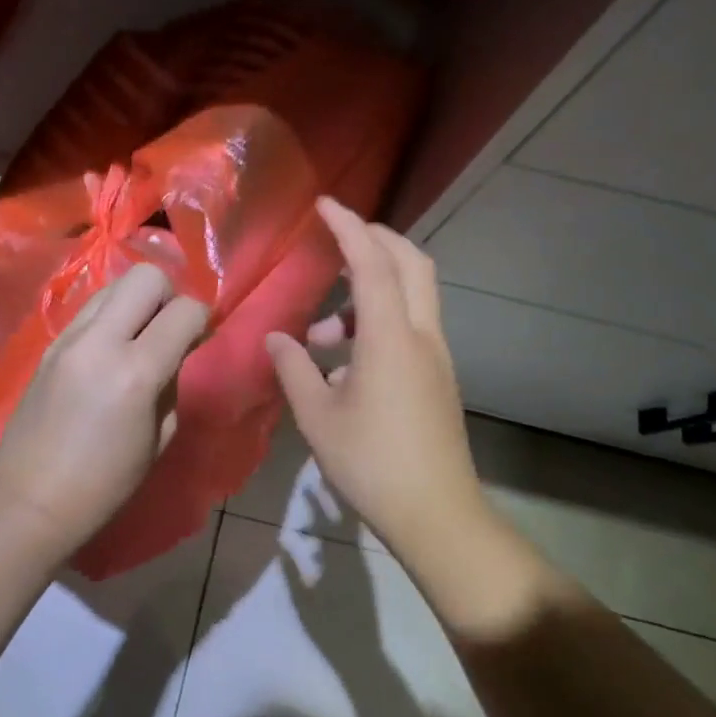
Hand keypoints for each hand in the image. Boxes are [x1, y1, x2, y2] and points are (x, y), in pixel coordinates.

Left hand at [0, 262, 209, 552]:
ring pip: (113, 285)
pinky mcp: (48, 345)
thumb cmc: (105, 484)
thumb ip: (171, 384)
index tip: (199, 339)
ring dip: (135, 302)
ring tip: (137, 338)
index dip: (201, 319)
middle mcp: (100, 341)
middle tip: (168, 330)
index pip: (185, 310)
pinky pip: (89, 310)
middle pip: (146, 276)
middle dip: (168, 295)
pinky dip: (109, 317)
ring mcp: (68, 339)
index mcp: (136, 372)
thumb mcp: (158, 438)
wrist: (30, 500)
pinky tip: (108, 351)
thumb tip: (173, 353)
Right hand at [265, 198, 489, 568]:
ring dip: (370, 291)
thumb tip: (278, 338)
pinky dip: (380, 320)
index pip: (371, 262)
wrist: (435, 512)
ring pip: (411, 296)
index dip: (348, 227)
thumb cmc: (370, 462)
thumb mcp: (317, 416)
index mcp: (389, 337)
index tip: (325, 204)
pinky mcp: (438, 378)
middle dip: (375, 240)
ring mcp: (436, 356)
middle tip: (336, 241)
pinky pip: (410, 326)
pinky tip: (344, 363)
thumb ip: (294, 368)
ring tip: (321, 333)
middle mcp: (421, 335)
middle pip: (410, 263)